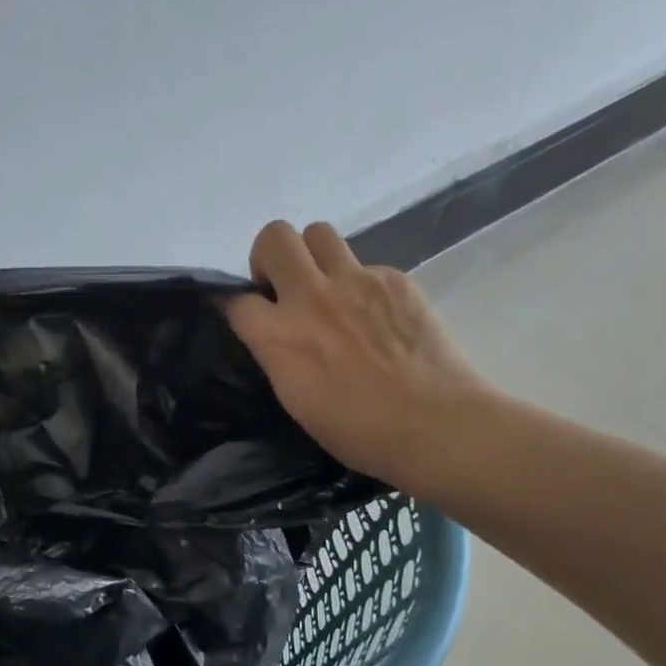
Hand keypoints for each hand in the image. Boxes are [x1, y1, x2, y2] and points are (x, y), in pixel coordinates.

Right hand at [224, 221, 493, 499]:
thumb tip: (272, 336)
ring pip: (319, 233)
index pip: (233, 299)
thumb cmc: (357, 431)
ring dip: (312, 256)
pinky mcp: (395, 279)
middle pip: (274, 237)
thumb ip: (276, 355)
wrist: (434, 424)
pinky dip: (360, 285)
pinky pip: (365, 264)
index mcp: (278, 336)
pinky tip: (376, 318)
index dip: (231, 304)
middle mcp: (311, 297)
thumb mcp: (294, 399)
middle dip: (269, 257)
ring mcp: (357, 281)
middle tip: (283, 288)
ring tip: (326, 289)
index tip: (240, 313)